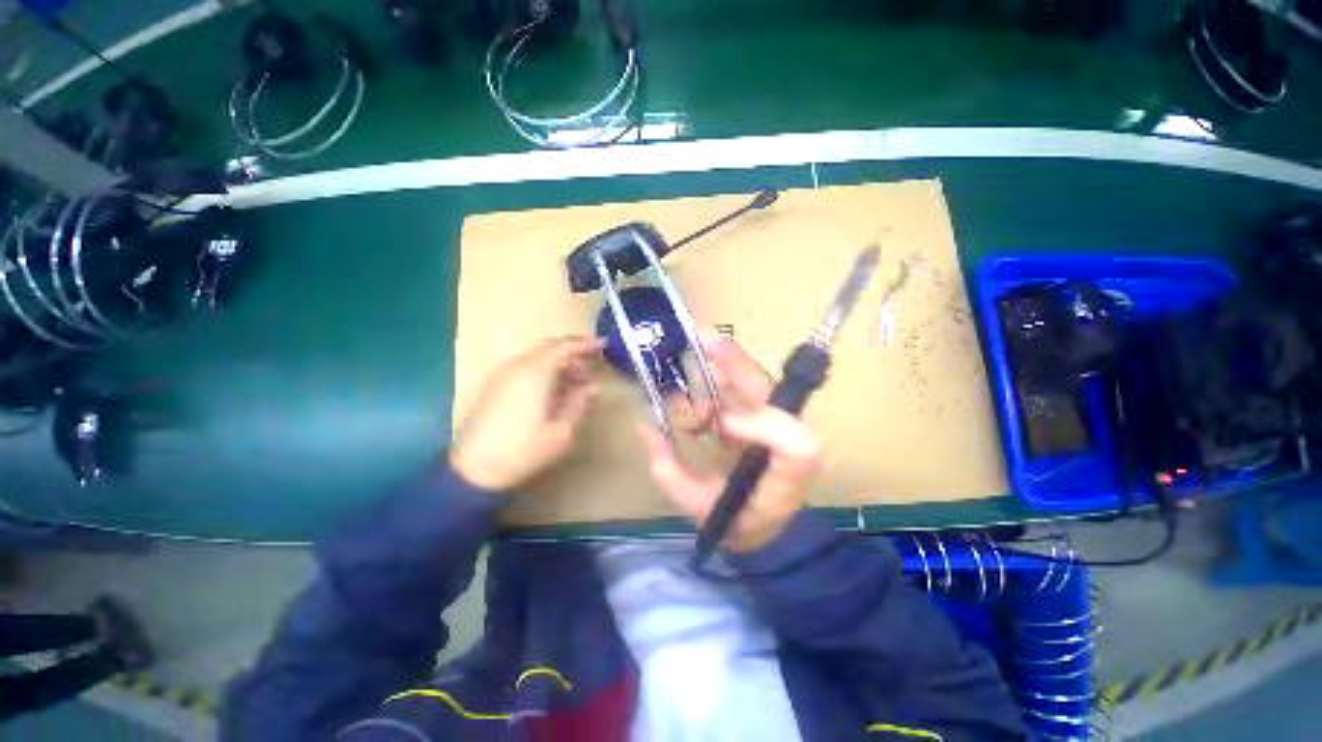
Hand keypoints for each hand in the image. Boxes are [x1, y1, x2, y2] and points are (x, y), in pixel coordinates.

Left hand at [451, 337, 602, 490]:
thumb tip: (593, 387)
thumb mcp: (561, 430)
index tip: (604, 345)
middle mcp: (516, 367)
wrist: (475, 471)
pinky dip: (545, 375)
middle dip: (573, 357)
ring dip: (559, 367)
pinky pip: (526, 371)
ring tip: (577, 388)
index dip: (585, 344)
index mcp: (534, 372)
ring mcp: (502, 377)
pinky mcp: (495, 389)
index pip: (563, 347)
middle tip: (591, 374)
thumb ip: (579, 403)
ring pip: (537, 360)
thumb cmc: (523, 450)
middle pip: (549, 350)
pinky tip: (554, 395)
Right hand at [639, 333, 822, 551]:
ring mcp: (780, 424)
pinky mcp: (769, 416)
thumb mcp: (698, 507)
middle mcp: (789, 442)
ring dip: (727, 364)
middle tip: (702, 337)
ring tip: (696, 350)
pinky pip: (748, 386)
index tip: (723, 422)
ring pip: (758, 382)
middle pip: (773, 395)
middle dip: (736, 363)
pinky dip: (725, 370)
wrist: (765, 527)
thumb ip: (670, 470)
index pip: (796, 446)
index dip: (763, 426)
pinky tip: (703, 363)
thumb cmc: (736, 520)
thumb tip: (647, 426)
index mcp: (784, 476)